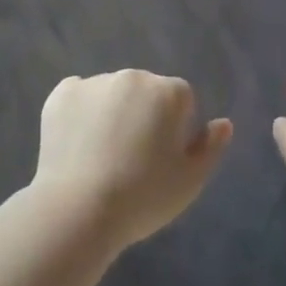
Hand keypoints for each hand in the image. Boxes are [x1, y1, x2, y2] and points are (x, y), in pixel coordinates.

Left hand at [32, 71, 232, 251]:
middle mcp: (133, 76)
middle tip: (132, 159)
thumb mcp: (190, 181)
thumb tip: (223, 123)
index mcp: (168, 91)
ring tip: (101, 156)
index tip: (162, 160)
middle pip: (145, 91)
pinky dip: (80, 113)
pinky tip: (77, 144)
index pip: (182, 100)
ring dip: (112, 112)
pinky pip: (78, 96)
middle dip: (143, 115)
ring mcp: (95, 81)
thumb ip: (211, 148)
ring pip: (112, 93)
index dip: (175, 129)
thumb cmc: (143, 196)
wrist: (78, 209)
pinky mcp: (62, 93)